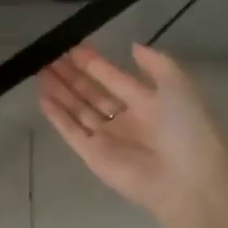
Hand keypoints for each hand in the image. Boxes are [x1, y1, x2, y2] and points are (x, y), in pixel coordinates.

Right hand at [38, 44, 227, 227]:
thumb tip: (132, 46)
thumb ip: (156, 63)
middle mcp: (124, 119)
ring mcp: (107, 138)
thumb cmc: (185, 129)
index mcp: (146, 102)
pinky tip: (42, 97)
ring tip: (40, 70)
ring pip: (78, 109)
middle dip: (71, 75)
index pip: (112, 78)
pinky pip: (71, 131)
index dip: (94, 62)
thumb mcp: (178, 85)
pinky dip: (56, 116)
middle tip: (49, 55)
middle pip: (91, 92)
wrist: (187, 181)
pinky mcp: (93, 156)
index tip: (72, 46)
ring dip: (60, 91)